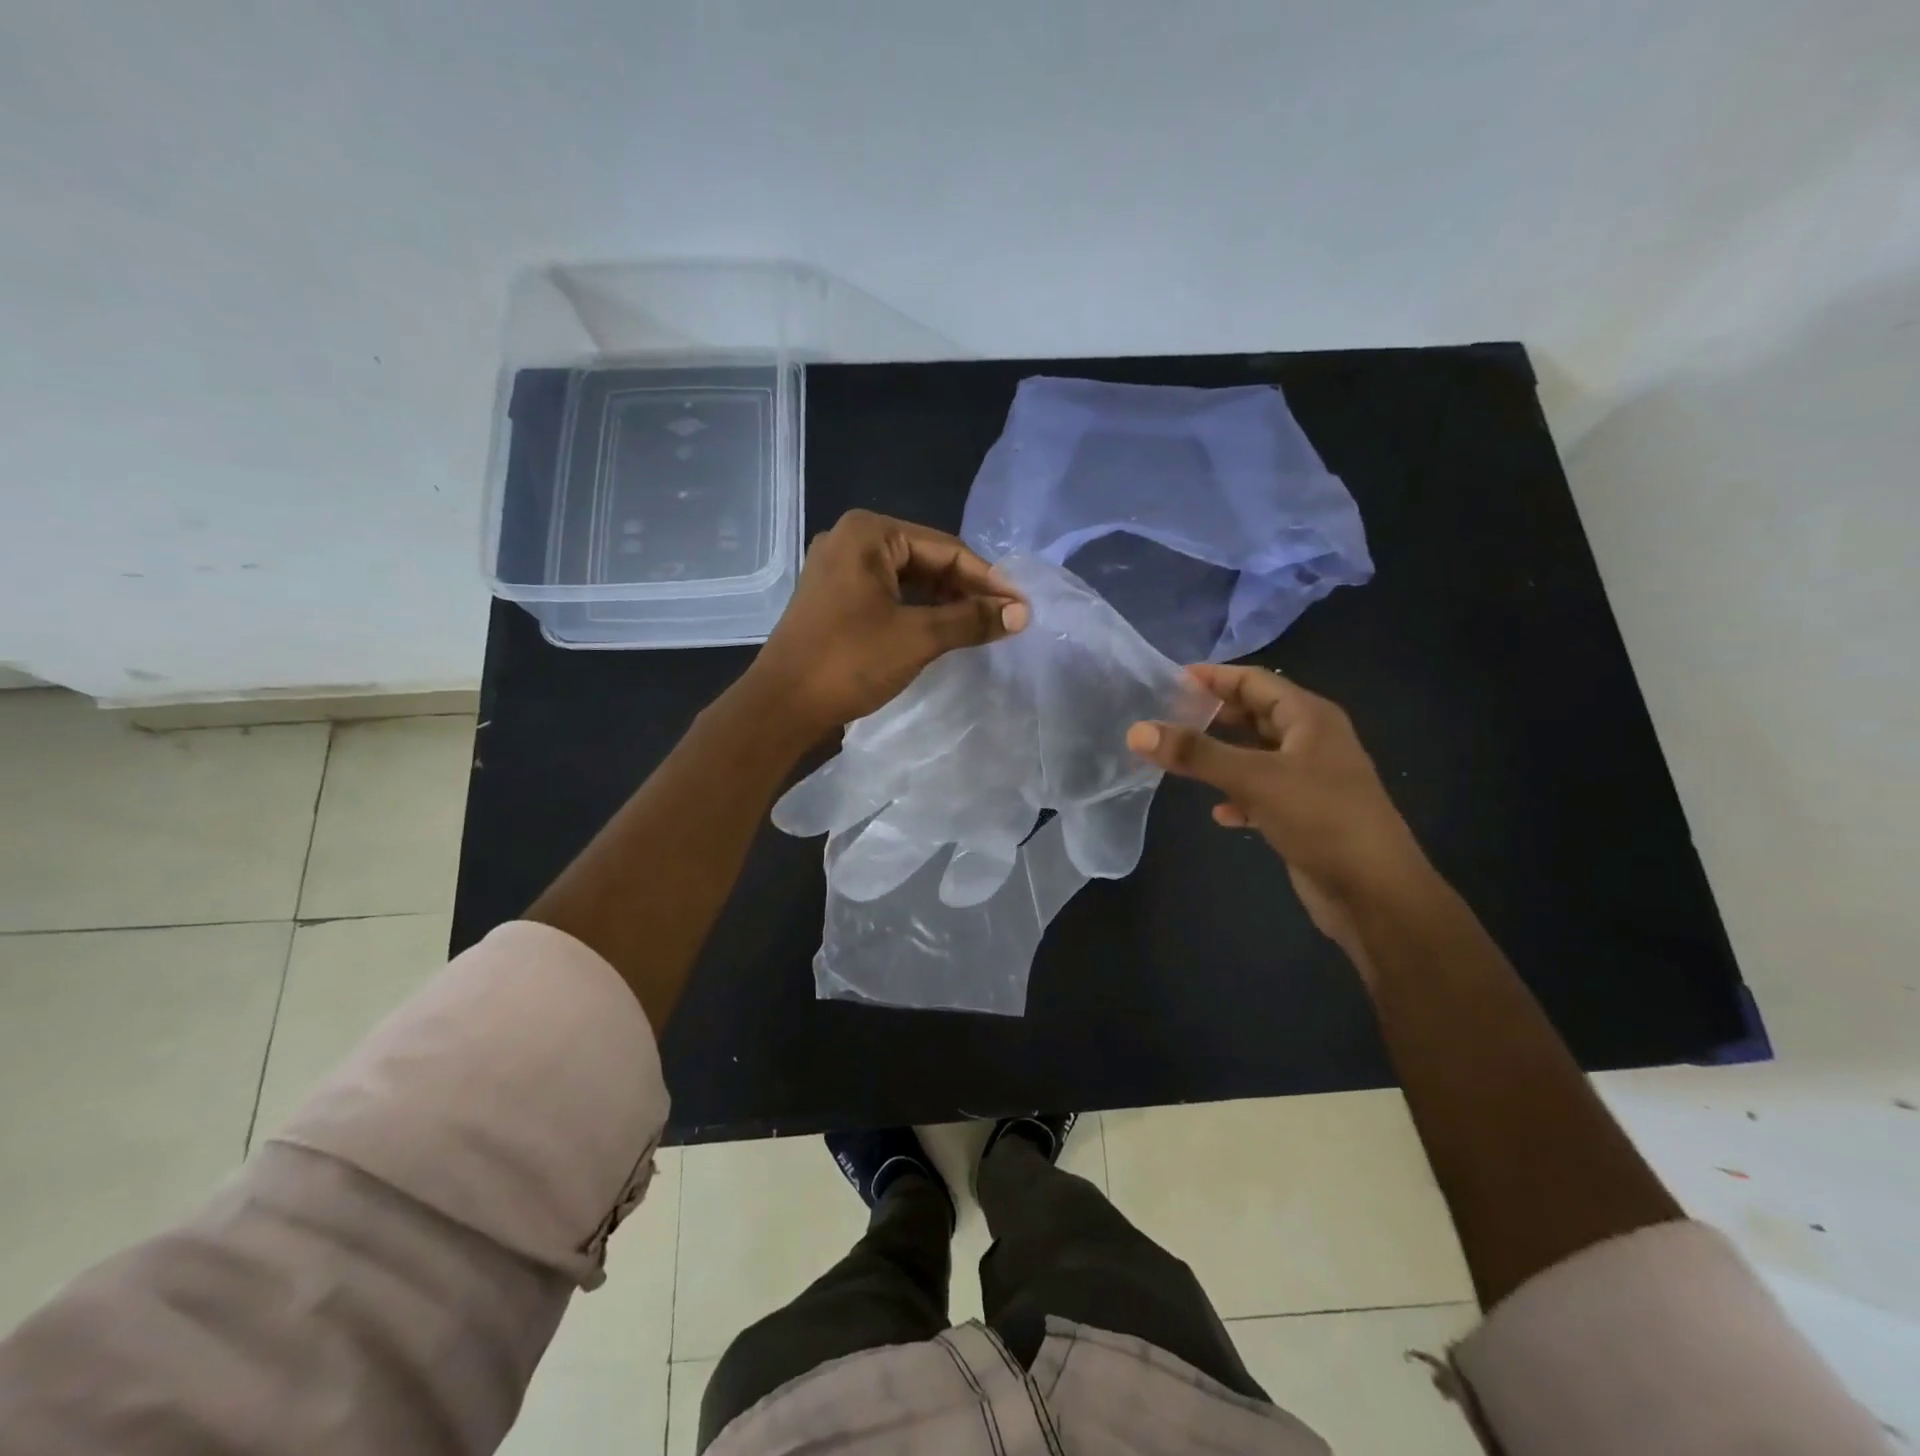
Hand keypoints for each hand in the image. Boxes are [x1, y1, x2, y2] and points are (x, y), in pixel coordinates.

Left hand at [749, 510, 1027, 736]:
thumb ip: (971, 620)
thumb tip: (1021, 614)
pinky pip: (887, 595)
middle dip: (966, 590)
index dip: (987, 579)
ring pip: (907, 579)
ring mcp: (838, 569)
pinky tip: (943, 630)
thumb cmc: (849, 662)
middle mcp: (850, 540)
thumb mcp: (917, 637)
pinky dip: (917, 611)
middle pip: (926, 560)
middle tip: (1005, 618)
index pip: (945, 549)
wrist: (781, 706)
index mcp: (869, 533)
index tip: (1020, 606)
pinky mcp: (833, 597)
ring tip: (981, 627)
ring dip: (944, 602)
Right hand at [1126, 665, 1432, 959]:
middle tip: (1169, 717)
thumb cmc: (1320, 819)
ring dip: (1222, 756)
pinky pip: (1262, 793)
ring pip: (1256, 755)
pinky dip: (1238, 797)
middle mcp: (1313, 741)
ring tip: (1181, 758)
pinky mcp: (1305, 814)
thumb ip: (1196, 753)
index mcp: (1310, 717)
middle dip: (1215, 715)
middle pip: (1256, 715)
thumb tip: (1137, 730)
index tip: (1170, 680)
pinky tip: (1219, 813)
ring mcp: (1310, 779)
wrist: (1374, 891)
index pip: (1256, 681)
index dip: (1214, 677)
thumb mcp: (1254, 778)